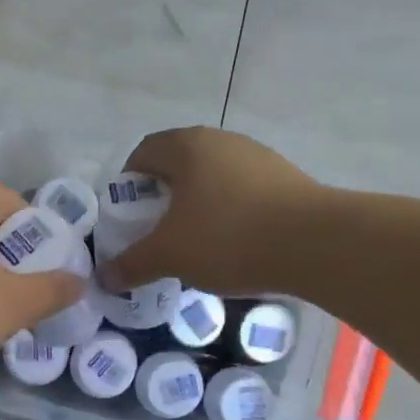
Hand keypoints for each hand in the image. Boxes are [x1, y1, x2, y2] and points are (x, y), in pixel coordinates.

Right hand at [99, 127, 322, 294]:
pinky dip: (228, 214)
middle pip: (179, 165)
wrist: (315, 243)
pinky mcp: (286, 179)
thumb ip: (132, 264)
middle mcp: (222, 141)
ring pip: (213, 179)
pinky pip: (242, 193)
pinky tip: (233, 245)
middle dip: (162, 198)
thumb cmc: (227, 238)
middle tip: (156, 232)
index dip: (127, 184)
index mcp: (187, 146)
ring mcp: (258, 157)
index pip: (143, 153)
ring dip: (197, 206)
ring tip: (194, 243)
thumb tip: (104, 278)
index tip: (127, 217)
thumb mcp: (169, 255)